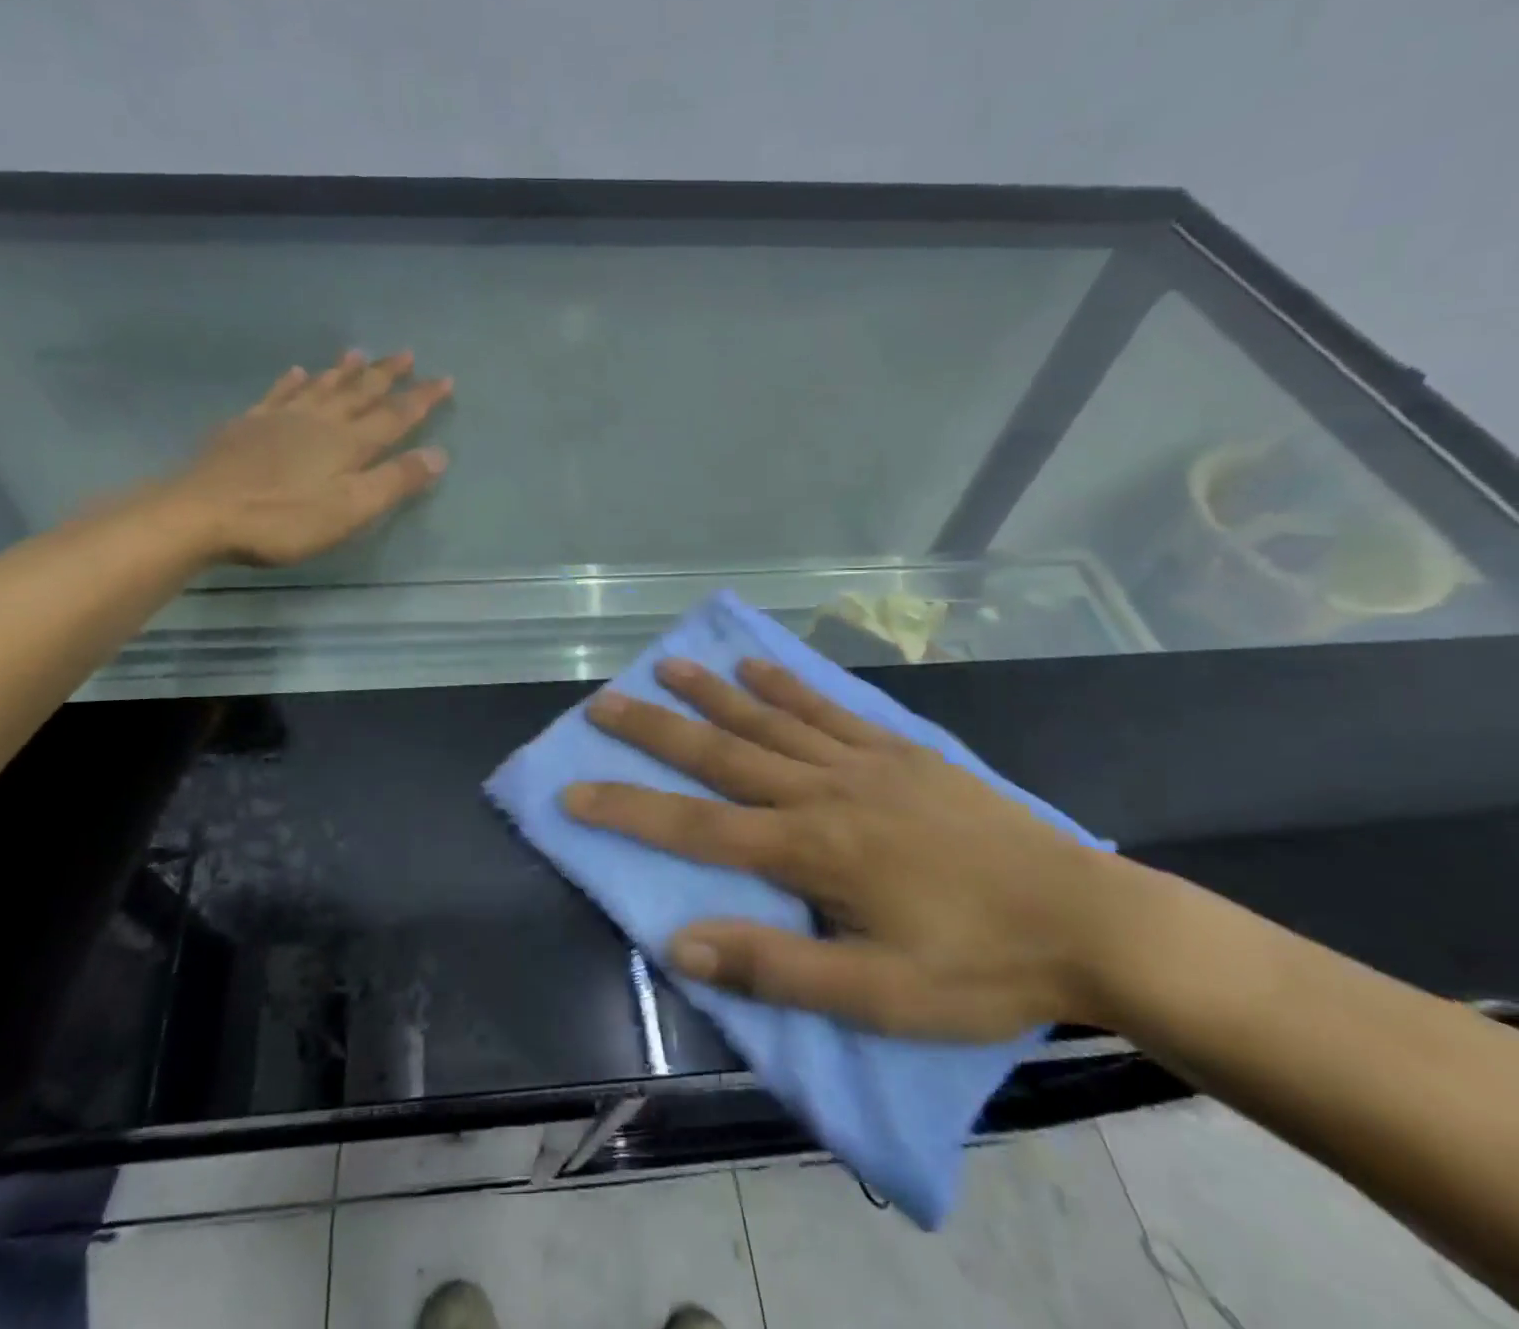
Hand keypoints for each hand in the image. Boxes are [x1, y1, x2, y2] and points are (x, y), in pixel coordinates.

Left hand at [162, 349, 453, 565]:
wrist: (202, 512)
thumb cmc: (284, 518)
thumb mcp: (351, 509)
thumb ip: (394, 481)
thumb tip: (438, 454)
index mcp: (348, 443)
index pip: (395, 416)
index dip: (422, 399)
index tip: (445, 379)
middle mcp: (319, 421)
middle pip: (359, 392)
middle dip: (385, 374)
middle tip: (406, 354)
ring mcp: (280, 420)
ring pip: (320, 387)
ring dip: (343, 371)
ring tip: (358, 353)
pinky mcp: (247, 426)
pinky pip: (277, 395)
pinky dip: (292, 382)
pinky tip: (296, 372)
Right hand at [563, 658, 1147, 1040]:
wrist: (1089, 921)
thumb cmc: (981, 968)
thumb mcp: (881, 998)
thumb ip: (778, 969)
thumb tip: (683, 943)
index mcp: (811, 850)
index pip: (697, 828)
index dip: (629, 810)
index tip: (574, 792)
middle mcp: (823, 791)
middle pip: (721, 753)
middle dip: (655, 729)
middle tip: (604, 702)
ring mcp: (863, 762)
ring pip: (769, 718)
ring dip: (712, 691)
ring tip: (667, 666)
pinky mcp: (899, 750)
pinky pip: (828, 710)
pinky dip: (786, 685)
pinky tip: (757, 664)